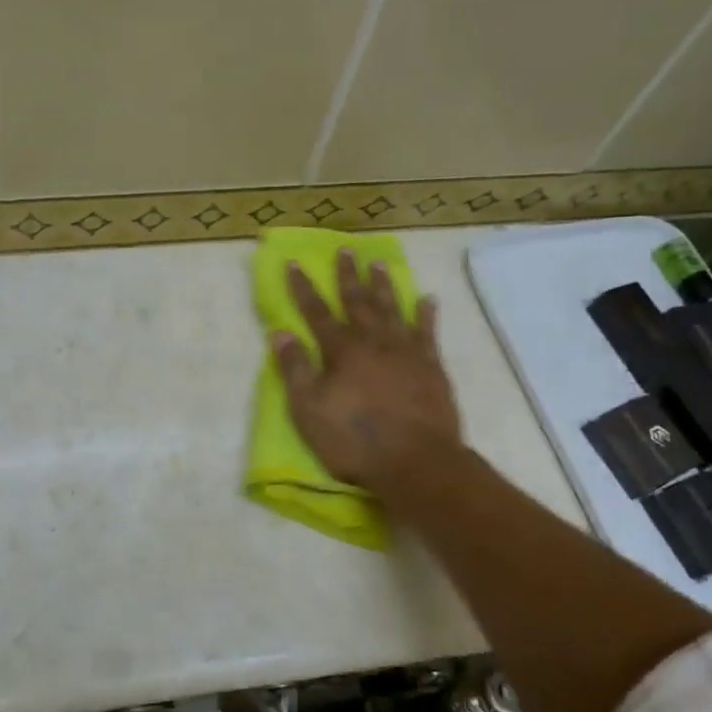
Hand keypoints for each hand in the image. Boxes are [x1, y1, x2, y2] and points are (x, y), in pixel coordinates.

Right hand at [272, 250, 462, 497]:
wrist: (416, 462)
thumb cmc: (355, 441)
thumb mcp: (309, 410)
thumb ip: (295, 369)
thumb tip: (279, 333)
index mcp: (342, 352)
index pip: (317, 313)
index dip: (304, 289)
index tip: (295, 264)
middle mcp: (374, 342)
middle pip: (358, 302)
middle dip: (348, 276)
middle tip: (346, 249)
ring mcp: (407, 353)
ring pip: (392, 309)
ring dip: (384, 286)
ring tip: (379, 263)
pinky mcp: (432, 368)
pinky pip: (428, 333)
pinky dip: (425, 314)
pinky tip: (426, 299)